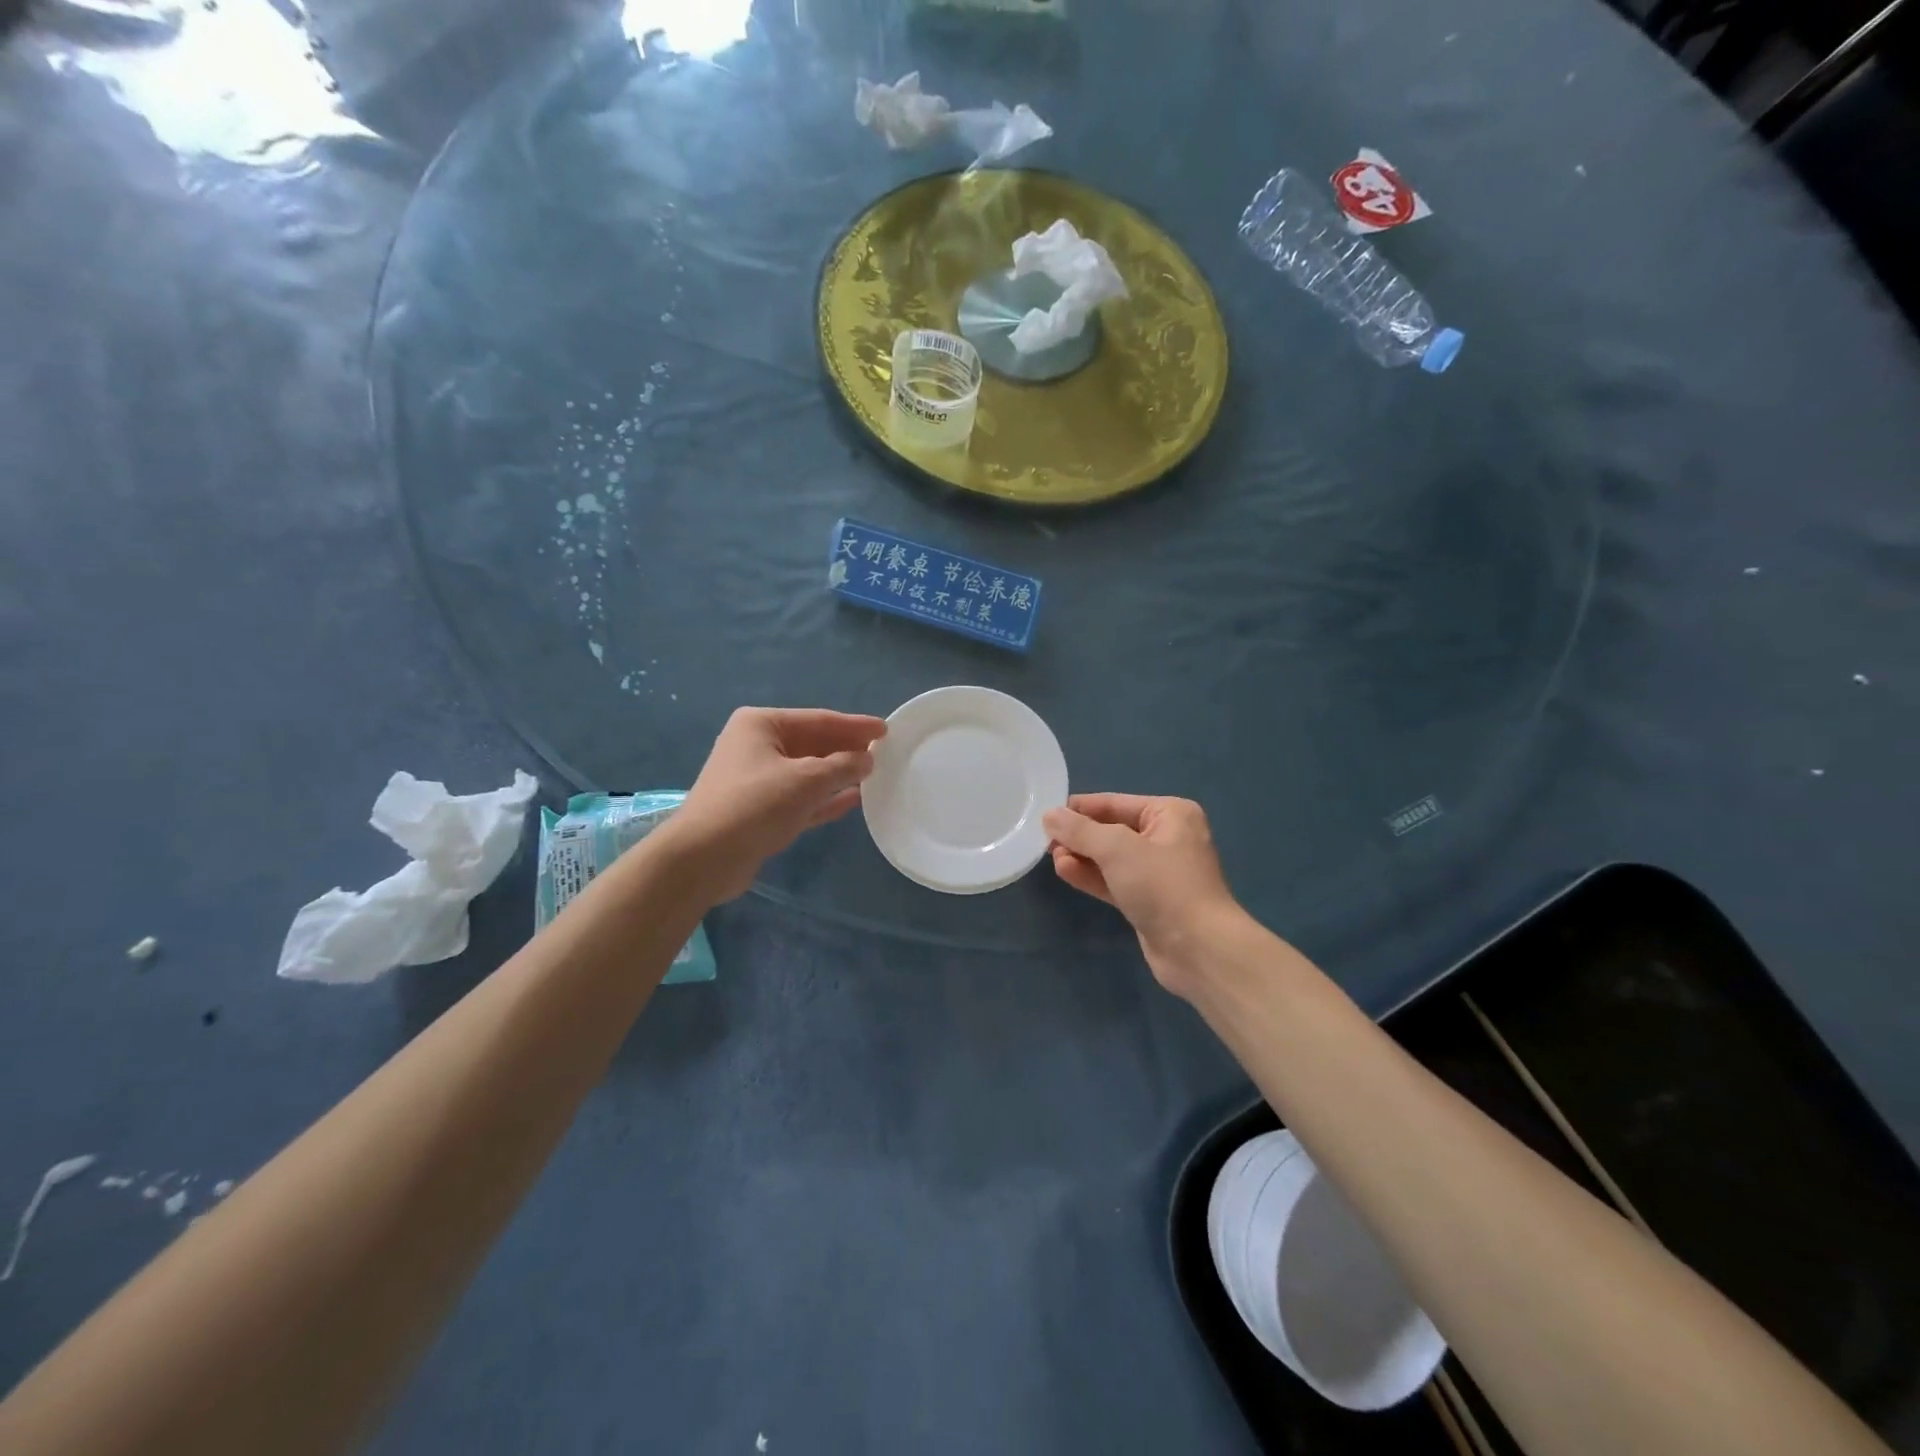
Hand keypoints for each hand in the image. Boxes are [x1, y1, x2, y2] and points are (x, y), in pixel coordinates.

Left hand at [672, 707, 886, 900]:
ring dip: (838, 774)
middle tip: (884, 753)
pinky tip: (853, 799)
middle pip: (813, 744)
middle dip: (846, 749)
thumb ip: (842, 766)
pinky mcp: (761, 811)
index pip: (819, 720)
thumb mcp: (806, 780)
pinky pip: (801, 798)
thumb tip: (868, 759)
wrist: (704, 858)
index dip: (855, 726)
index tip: (886, 730)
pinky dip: (825, 798)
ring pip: (808, 772)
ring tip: (874, 775)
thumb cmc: (755, 805)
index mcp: (761, 725)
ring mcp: (757, 780)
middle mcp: (757, 746)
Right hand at [1043, 794, 1244, 995]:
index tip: (1045, 815)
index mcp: (1170, 814)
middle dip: (1079, 835)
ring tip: (1051, 857)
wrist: (1199, 949)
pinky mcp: (1148, 900)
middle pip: (1111, 829)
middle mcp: (1167, 837)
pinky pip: (1114, 880)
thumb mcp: (1117, 849)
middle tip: (1045, 841)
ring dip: (1081, 856)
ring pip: (1110, 857)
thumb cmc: (1163, 886)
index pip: (1115, 803)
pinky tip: (1065, 872)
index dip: (1079, 808)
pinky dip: (1091, 876)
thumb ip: (1080, 830)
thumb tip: (1050, 815)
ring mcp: (1158, 872)